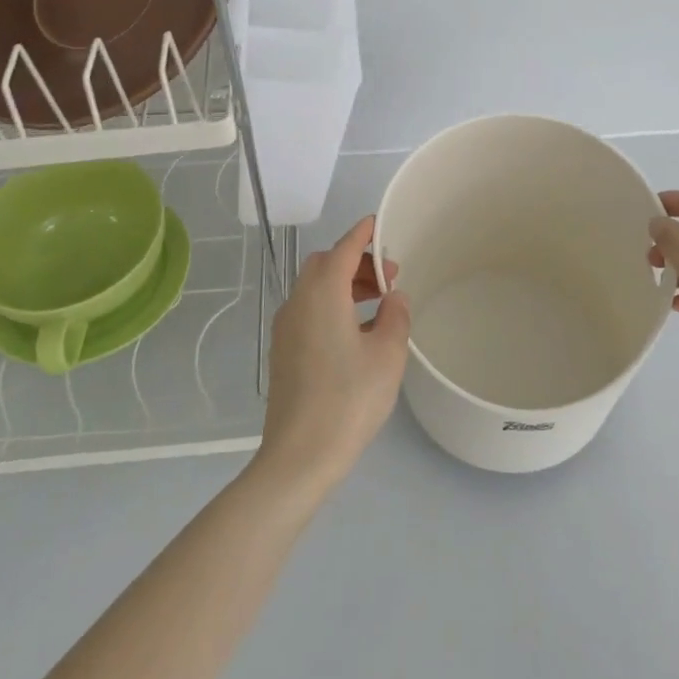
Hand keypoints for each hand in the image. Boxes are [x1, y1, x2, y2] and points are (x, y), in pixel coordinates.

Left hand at [255, 216, 409, 497]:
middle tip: (387, 277)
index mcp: (322, 293)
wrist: (300, 453)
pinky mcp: (283, 350)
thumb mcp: (387, 355)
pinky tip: (356, 331)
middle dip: (355, 262)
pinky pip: (308, 310)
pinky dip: (331, 304)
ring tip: (377, 303)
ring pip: (314, 288)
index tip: (377, 224)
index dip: (362, 234)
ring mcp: (286, 327)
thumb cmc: (349, 398)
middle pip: (324, 265)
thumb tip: (393, 298)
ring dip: (344, 285)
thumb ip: (395, 316)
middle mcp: (298, 302)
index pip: (343, 249)